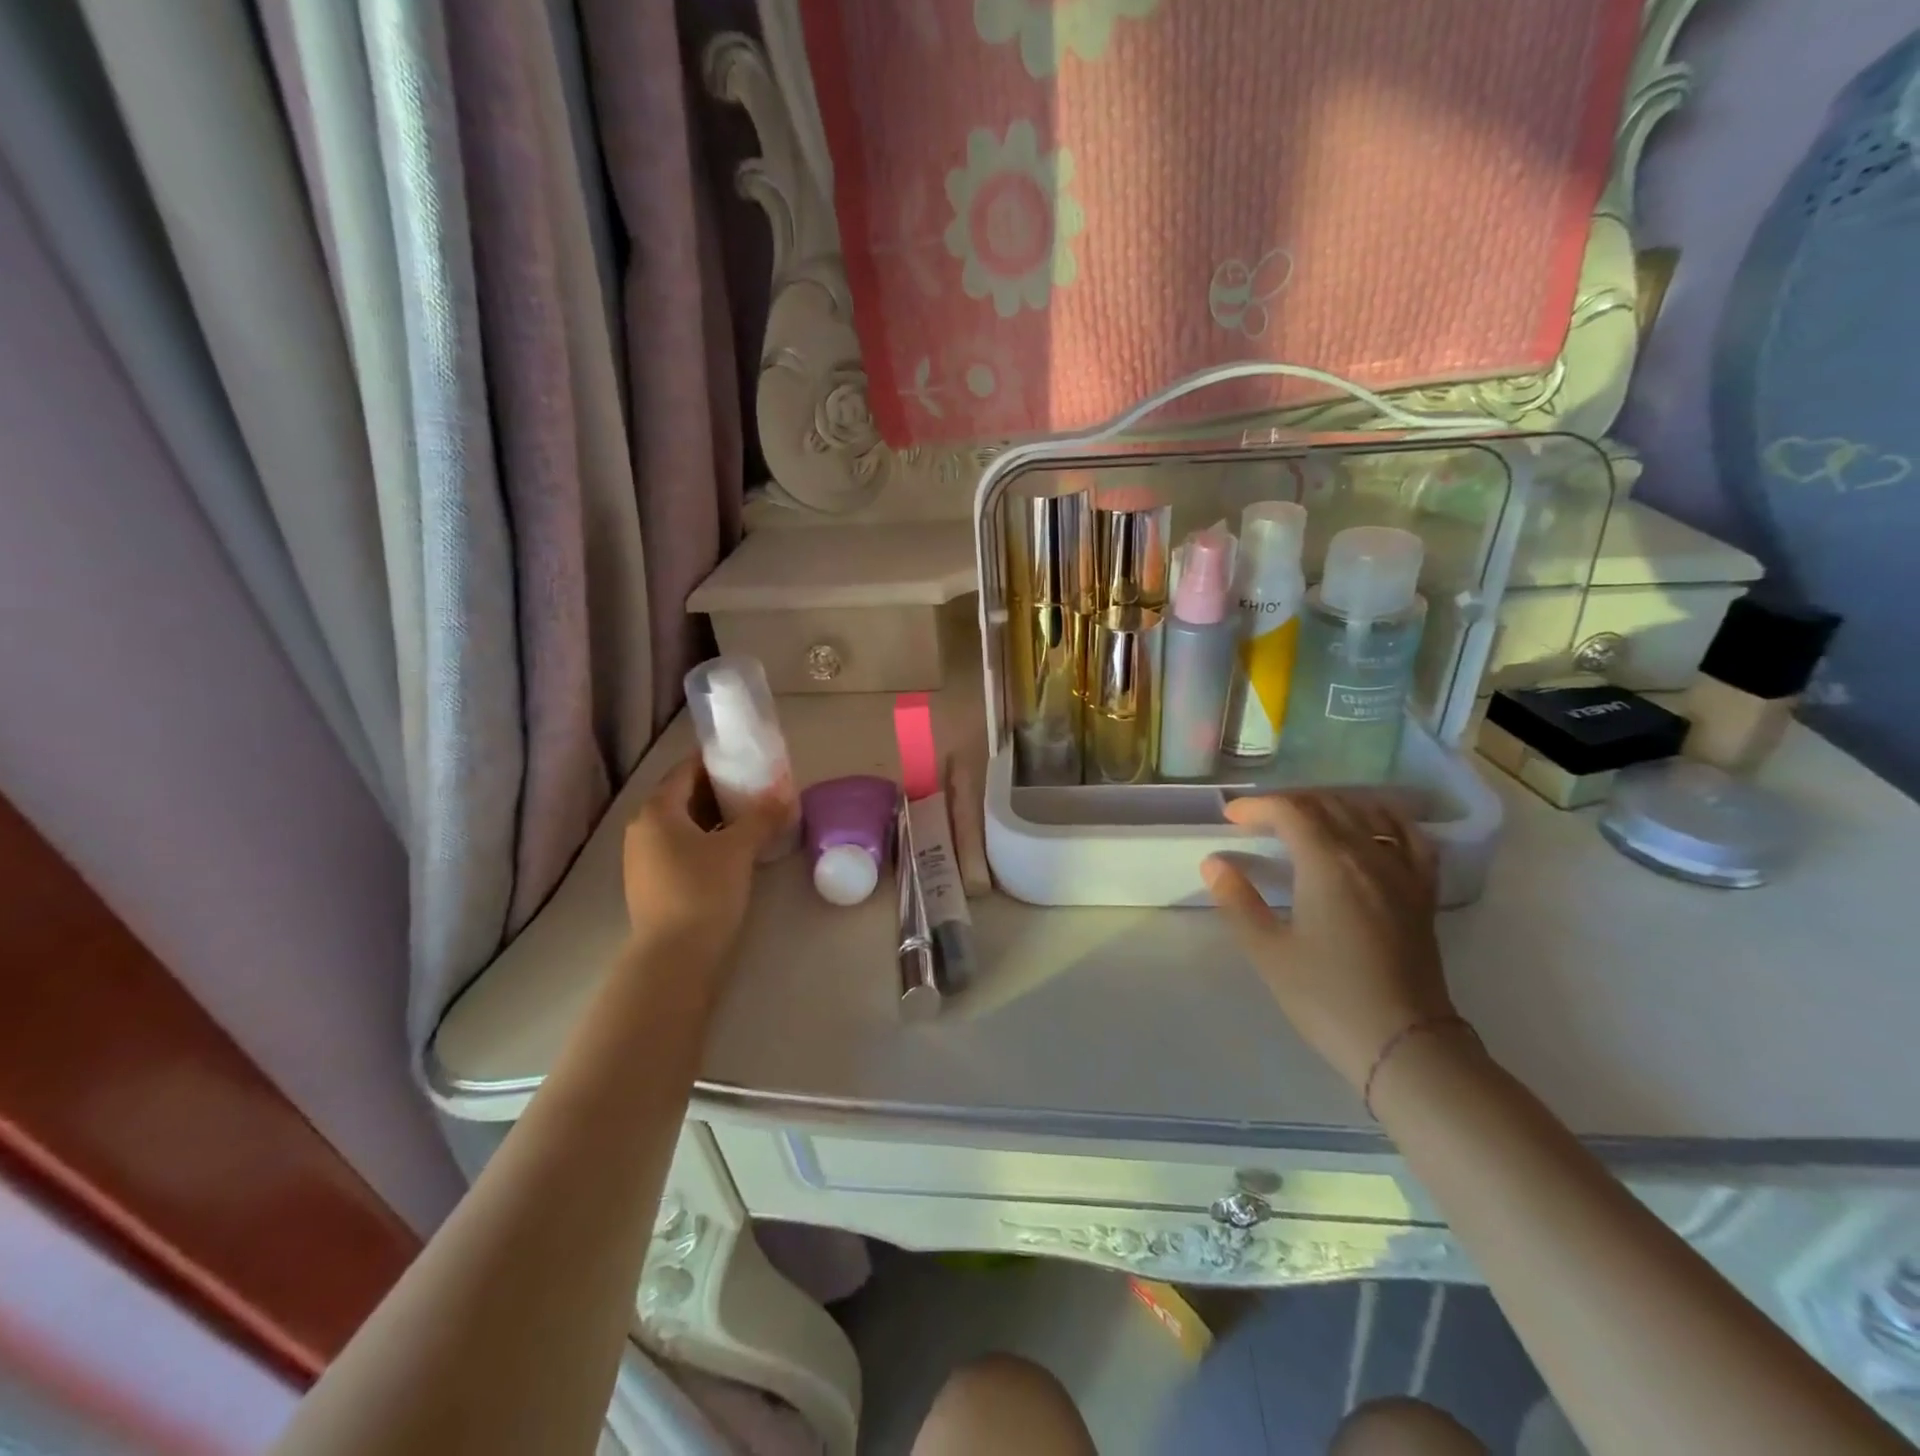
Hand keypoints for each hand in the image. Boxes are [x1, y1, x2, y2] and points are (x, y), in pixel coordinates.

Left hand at [621, 758, 779, 975]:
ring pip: (684, 824)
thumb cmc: (703, 891)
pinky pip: (682, 847)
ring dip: (716, 816)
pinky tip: (734, 848)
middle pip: (684, 796)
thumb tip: (785, 796)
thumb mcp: (739, 849)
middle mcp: (643, 829)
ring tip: (752, 815)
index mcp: (657, 811)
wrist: (674, 957)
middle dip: (720, 789)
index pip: (686, 770)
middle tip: (756, 786)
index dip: (716, 760)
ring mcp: (644, 858)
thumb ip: (762, 817)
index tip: (747, 757)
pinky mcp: (653, 883)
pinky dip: (707, 839)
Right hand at [1202, 793, 1455, 1091]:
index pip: (1291, 811)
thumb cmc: (1327, 997)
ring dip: (1331, 805)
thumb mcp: (1269, 952)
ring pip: (1368, 814)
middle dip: (1289, 803)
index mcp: (1327, 864)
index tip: (1231, 817)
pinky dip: (1387, 821)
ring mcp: (1402, 872)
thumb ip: (1238, 901)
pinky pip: (1411, 838)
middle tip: (1258, 820)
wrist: (1404, 1044)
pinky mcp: (1423, 894)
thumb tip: (1214, 863)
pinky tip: (1373, 827)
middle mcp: (1368, 855)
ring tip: (1305, 818)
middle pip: (1328, 805)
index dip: (1257, 806)